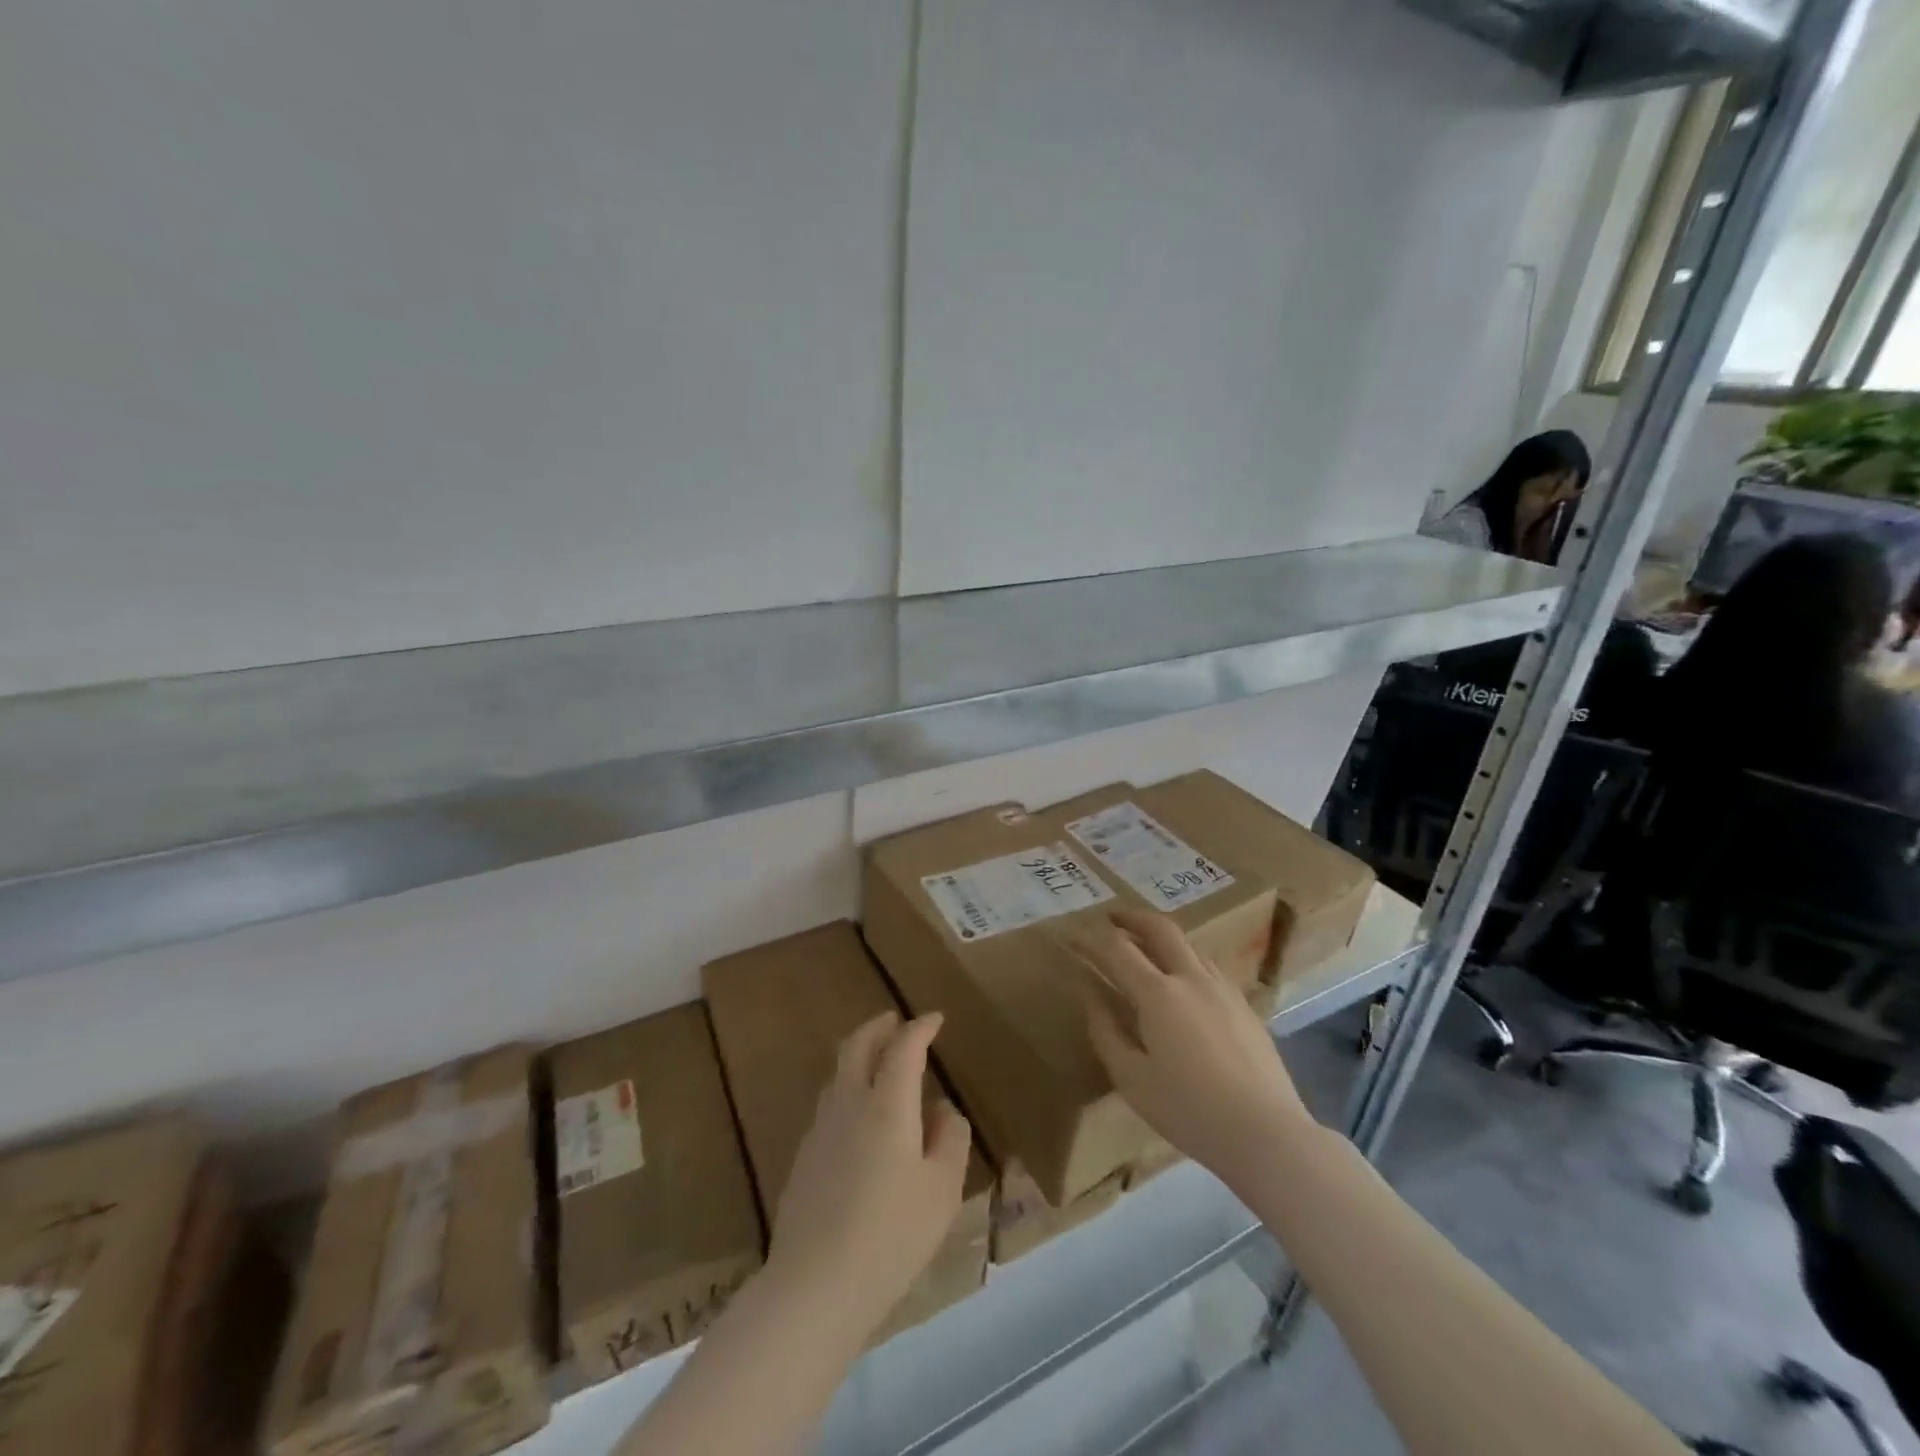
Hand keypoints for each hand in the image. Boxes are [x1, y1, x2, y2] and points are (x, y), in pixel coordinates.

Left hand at [764, 1012, 971, 1345]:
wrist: (814, 1286)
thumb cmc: (891, 1235)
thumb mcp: (942, 1190)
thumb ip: (950, 1140)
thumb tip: (942, 1110)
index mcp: (887, 1105)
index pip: (903, 1047)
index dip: (920, 1028)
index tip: (934, 1019)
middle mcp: (849, 1104)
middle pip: (858, 1046)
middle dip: (878, 1027)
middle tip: (895, 1021)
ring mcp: (820, 1130)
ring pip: (838, 1074)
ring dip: (859, 1056)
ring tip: (877, 1063)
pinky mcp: (803, 1158)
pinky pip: (829, 1104)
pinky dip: (847, 1090)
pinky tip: (858, 1117)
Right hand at [1065, 909, 1313, 1191]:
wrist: (1266, 1132)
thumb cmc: (1189, 1110)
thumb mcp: (1132, 1078)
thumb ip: (1106, 1031)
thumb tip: (1090, 996)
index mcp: (1158, 993)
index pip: (1118, 950)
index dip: (1093, 938)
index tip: (1076, 934)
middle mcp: (1191, 978)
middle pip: (1160, 929)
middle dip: (1132, 917)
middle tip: (1112, 917)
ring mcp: (1223, 988)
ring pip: (1189, 945)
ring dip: (1162, 938)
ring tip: (1146, 948)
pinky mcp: (1245, 1006)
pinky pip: (1209, 968)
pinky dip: (1186, 960)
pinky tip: (1184, 983)